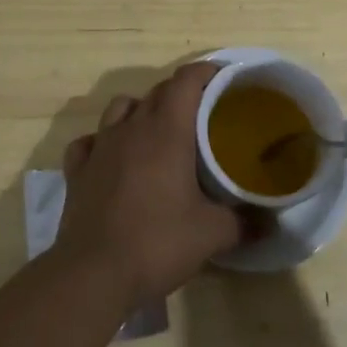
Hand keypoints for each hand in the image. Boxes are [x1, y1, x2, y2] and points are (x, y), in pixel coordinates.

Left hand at [56, 62, 244, 304]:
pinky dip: (101, 141)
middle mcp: (132, 128)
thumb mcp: (212, 235)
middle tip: (201, 114)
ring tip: (155, 131)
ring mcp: (100, 147)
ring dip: (140, 109)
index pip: (186, 81)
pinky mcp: (77, 171)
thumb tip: (270, 223)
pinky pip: (89, 141)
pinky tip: (111, 158)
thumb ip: (244, 222)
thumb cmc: (157, 243)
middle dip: (180, 93)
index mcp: (167, 130)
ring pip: (120, 107)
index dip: (205, 72)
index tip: (223, 79)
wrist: (92, 274)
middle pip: (157, 91)